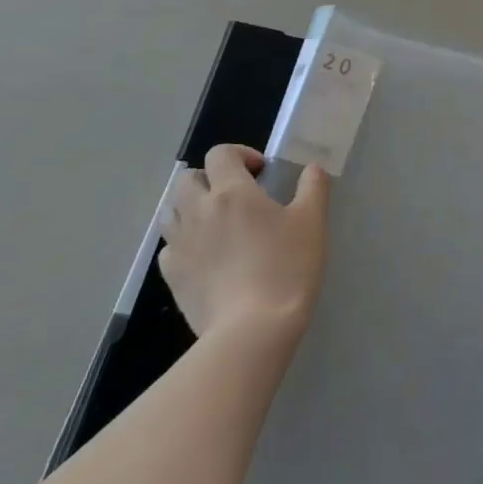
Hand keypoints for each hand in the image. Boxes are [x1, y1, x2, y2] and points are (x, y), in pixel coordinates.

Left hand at [159, 144, 328, 343]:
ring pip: (170, 211)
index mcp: (232, 192)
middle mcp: (198, 211)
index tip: (262, 173)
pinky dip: (183, 243)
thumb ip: (313, 187)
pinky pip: (169, 247)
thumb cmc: (287, 267)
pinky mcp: (171, 276)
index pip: (220, 154)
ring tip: (216, 224)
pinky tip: (205, 256)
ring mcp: (180, 244)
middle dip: (209, 179)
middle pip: (187, 178)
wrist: (252, 329)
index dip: (240, 155)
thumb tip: (312, 169)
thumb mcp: (312, 222)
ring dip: (190, 208)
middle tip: (236, 196)